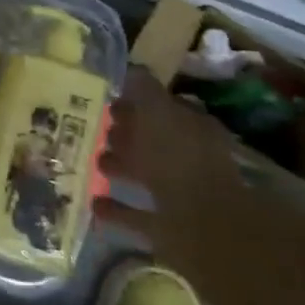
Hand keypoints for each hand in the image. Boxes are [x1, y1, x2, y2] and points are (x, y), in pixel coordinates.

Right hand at [94, 68, 267, 278]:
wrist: (214, 237)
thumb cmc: (183, 164)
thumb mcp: (160, 115)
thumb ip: (144, 91)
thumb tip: (130, 67)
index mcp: (195, 130)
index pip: (163, 108)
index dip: (136, 103)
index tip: (105, 99)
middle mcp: (192, 160)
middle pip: (155, 142)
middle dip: (127, 135)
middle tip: (93, 129)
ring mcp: (184, 197)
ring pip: (147, 176)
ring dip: (121, 168)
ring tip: (91, 163)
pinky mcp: (173, 233)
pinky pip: (140, 216)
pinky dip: (119, 210)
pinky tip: (94, 205)